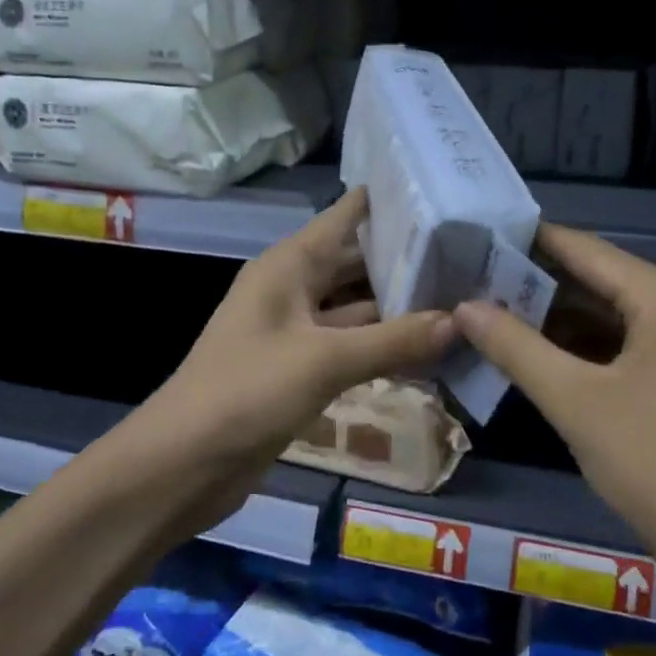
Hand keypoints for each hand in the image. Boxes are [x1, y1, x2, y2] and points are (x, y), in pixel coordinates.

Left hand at [130, 187, 456, 534]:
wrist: (183, 464)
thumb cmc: (247, 392)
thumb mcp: (324, 360)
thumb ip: (394, 340)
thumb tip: (460, 320)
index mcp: (289, 265)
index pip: (345, 216)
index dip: (390, 201)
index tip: (444, 190)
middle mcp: (294, 289)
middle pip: (358, 263)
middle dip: (408, 261)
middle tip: (472, 256)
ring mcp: (297, 332)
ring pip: (358, 309)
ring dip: (402, 309)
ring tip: (464, 300)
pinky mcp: (301, 370)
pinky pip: (351, 347)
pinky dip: (385, 348)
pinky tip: (430, 352)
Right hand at [453, 225, 655, 614]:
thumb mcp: (576, 402)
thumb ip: (516, 347)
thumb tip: (465, 307)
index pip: (582, 249)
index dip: (526, 242)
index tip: (473, 239)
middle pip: (595, 280)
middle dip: (533, 284)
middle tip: (468, 281)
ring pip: (607, 318)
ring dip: (552, 320)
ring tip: (486, 315)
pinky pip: (621, 350)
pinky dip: (578, 351)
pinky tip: (531, 358)